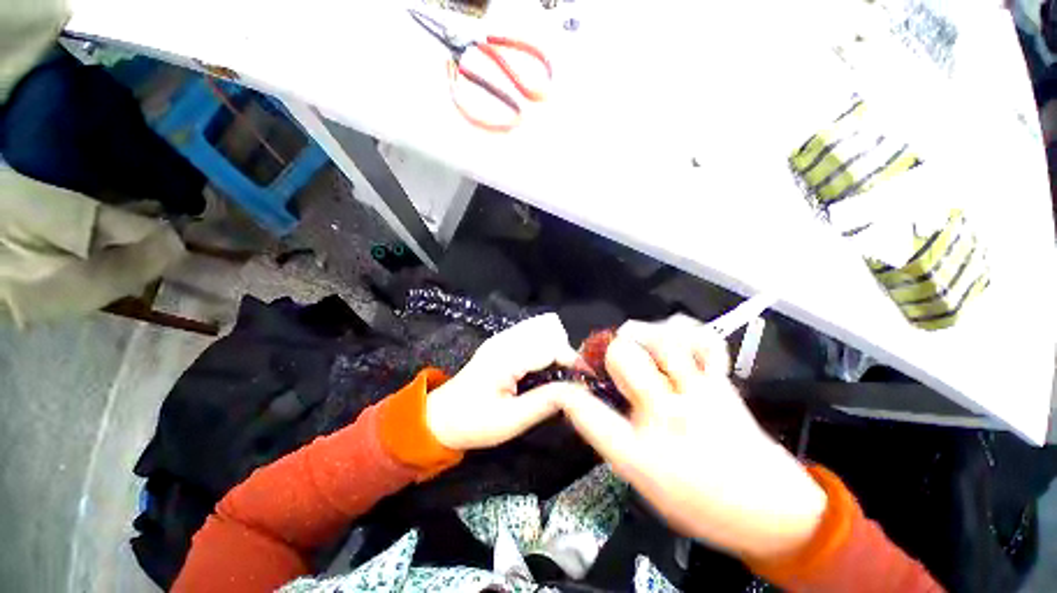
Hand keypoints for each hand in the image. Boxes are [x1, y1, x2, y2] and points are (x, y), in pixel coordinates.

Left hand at [426, 313, 578, 450]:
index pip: (551, 346)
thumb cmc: (473, 423)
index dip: (573, 360)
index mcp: (506, 357)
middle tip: (574, 380)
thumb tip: (576, 391)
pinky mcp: (501, 343)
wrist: (439, 417)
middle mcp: (505, 340)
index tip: (587, 380)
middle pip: (549, 333)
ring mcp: (502, 339)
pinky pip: (531, 336)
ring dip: (556, 349)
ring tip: (562, 374)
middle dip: (566, 353)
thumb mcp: (510, 421)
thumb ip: (545, 403)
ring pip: (541, 331)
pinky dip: (545, 348)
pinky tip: (545, 368)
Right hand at [555, 317, 826, 559]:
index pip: (586, 412)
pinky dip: (685, 330)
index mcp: (639, 453)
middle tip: (607, 356)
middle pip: (623, 357)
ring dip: (641, 334)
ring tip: (636, 339)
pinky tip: (674, 336)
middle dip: (608, 351)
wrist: (775, 513)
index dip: (564, 392)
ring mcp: (698, 395)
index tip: (561, 386)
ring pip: (662, 340)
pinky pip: (703, 340)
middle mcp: (666, 416)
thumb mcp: (644, 484)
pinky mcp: (722, 383)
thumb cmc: (702, 507)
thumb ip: (614, 440)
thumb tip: (593, 403)